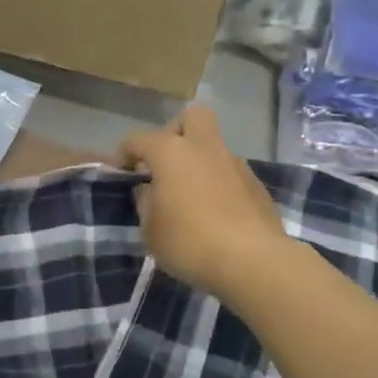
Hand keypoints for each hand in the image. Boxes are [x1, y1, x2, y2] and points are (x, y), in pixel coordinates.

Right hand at [118, 106, 286, 302]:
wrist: (252, 261)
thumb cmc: (189, 242)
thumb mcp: (151, 230)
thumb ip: (145, 203)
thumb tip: (149, 190)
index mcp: (171, 152)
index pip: (138, 139)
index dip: (124, 153)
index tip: (121, 172)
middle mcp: (205, 148)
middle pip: (192, 116)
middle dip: (176, 132)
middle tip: (166, 162)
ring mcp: (235, 164)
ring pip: (214, 147)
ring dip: (199, 162)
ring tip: (190, 197)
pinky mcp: (257, 185)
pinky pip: (231, 174)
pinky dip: (219, 185)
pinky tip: (215, 213)